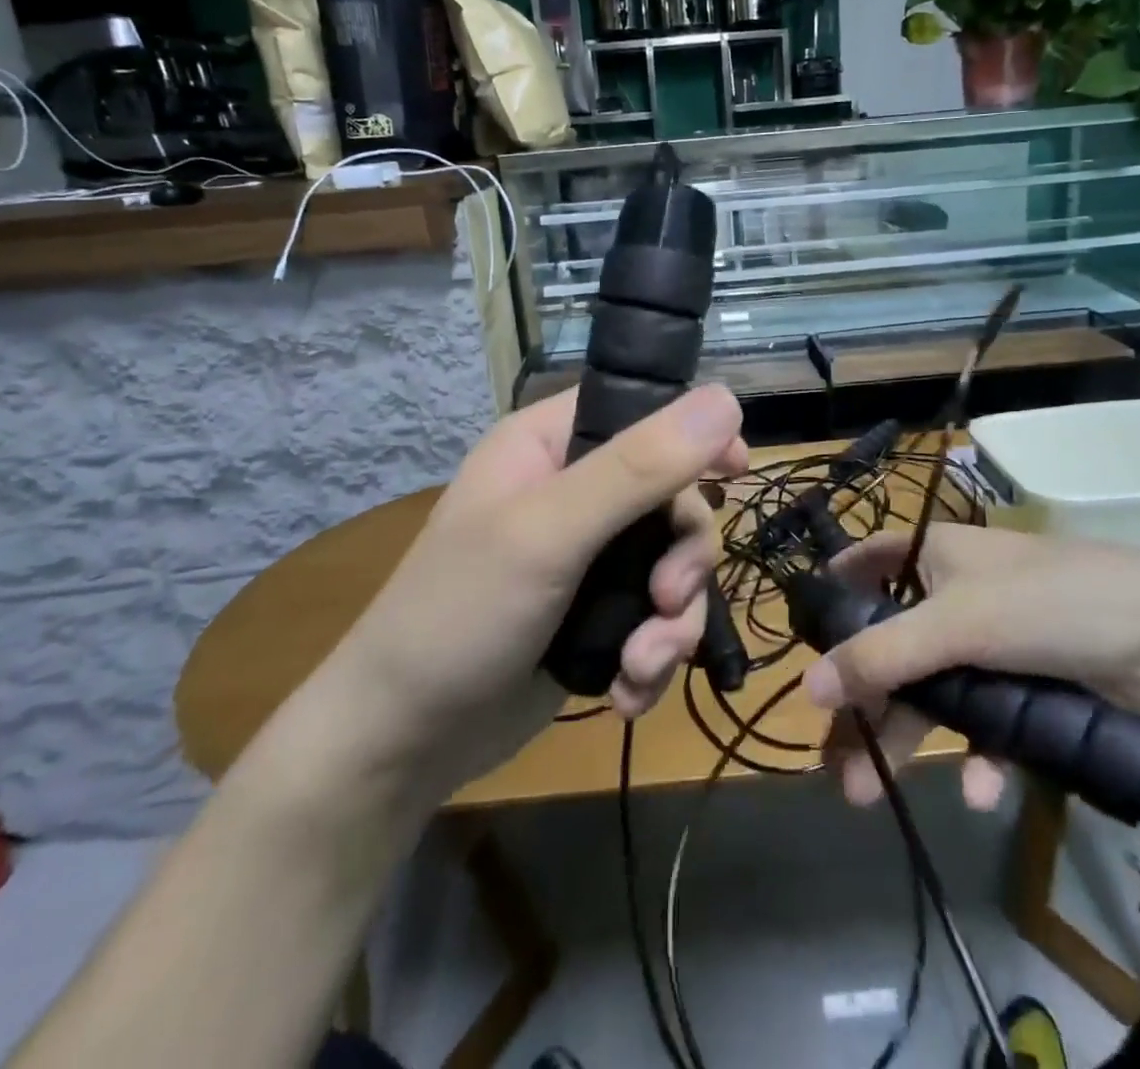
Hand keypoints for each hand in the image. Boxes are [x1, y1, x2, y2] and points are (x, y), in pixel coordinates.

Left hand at [317, 384, 745, 804]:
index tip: (736, 470)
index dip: (694, 435)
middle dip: (683, 558)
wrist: (403, 741)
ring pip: (673, 565)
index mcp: (550, 444)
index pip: (642, 411)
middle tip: (667, 599)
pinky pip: (657, 616)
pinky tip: (628, 692)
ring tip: (641, 665)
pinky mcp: (596, 613)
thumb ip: (639, 467)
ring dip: (672, 622)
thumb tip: (727, 398)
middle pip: (672, 498)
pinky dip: (654, 654)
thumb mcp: (549, 532)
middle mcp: (573, 489)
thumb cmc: (460, 615)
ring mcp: (587, 556)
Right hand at [803, 524, 1139, 812]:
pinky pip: (987, 717)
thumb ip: (881, 655)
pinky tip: (977, 790)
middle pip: (894, 646)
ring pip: (936, 690)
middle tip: (835, 762)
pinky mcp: (1030, 682)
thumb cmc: (1050, 604)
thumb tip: (807, 688)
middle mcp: (958, 593)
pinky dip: (977, 751)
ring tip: (869, 795)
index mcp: (934, 556)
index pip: (866, 564)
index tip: (808, 646)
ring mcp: (995, 640)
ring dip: (909, 739)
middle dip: (865, 704)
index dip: (835, 599)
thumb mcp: (958, 626)